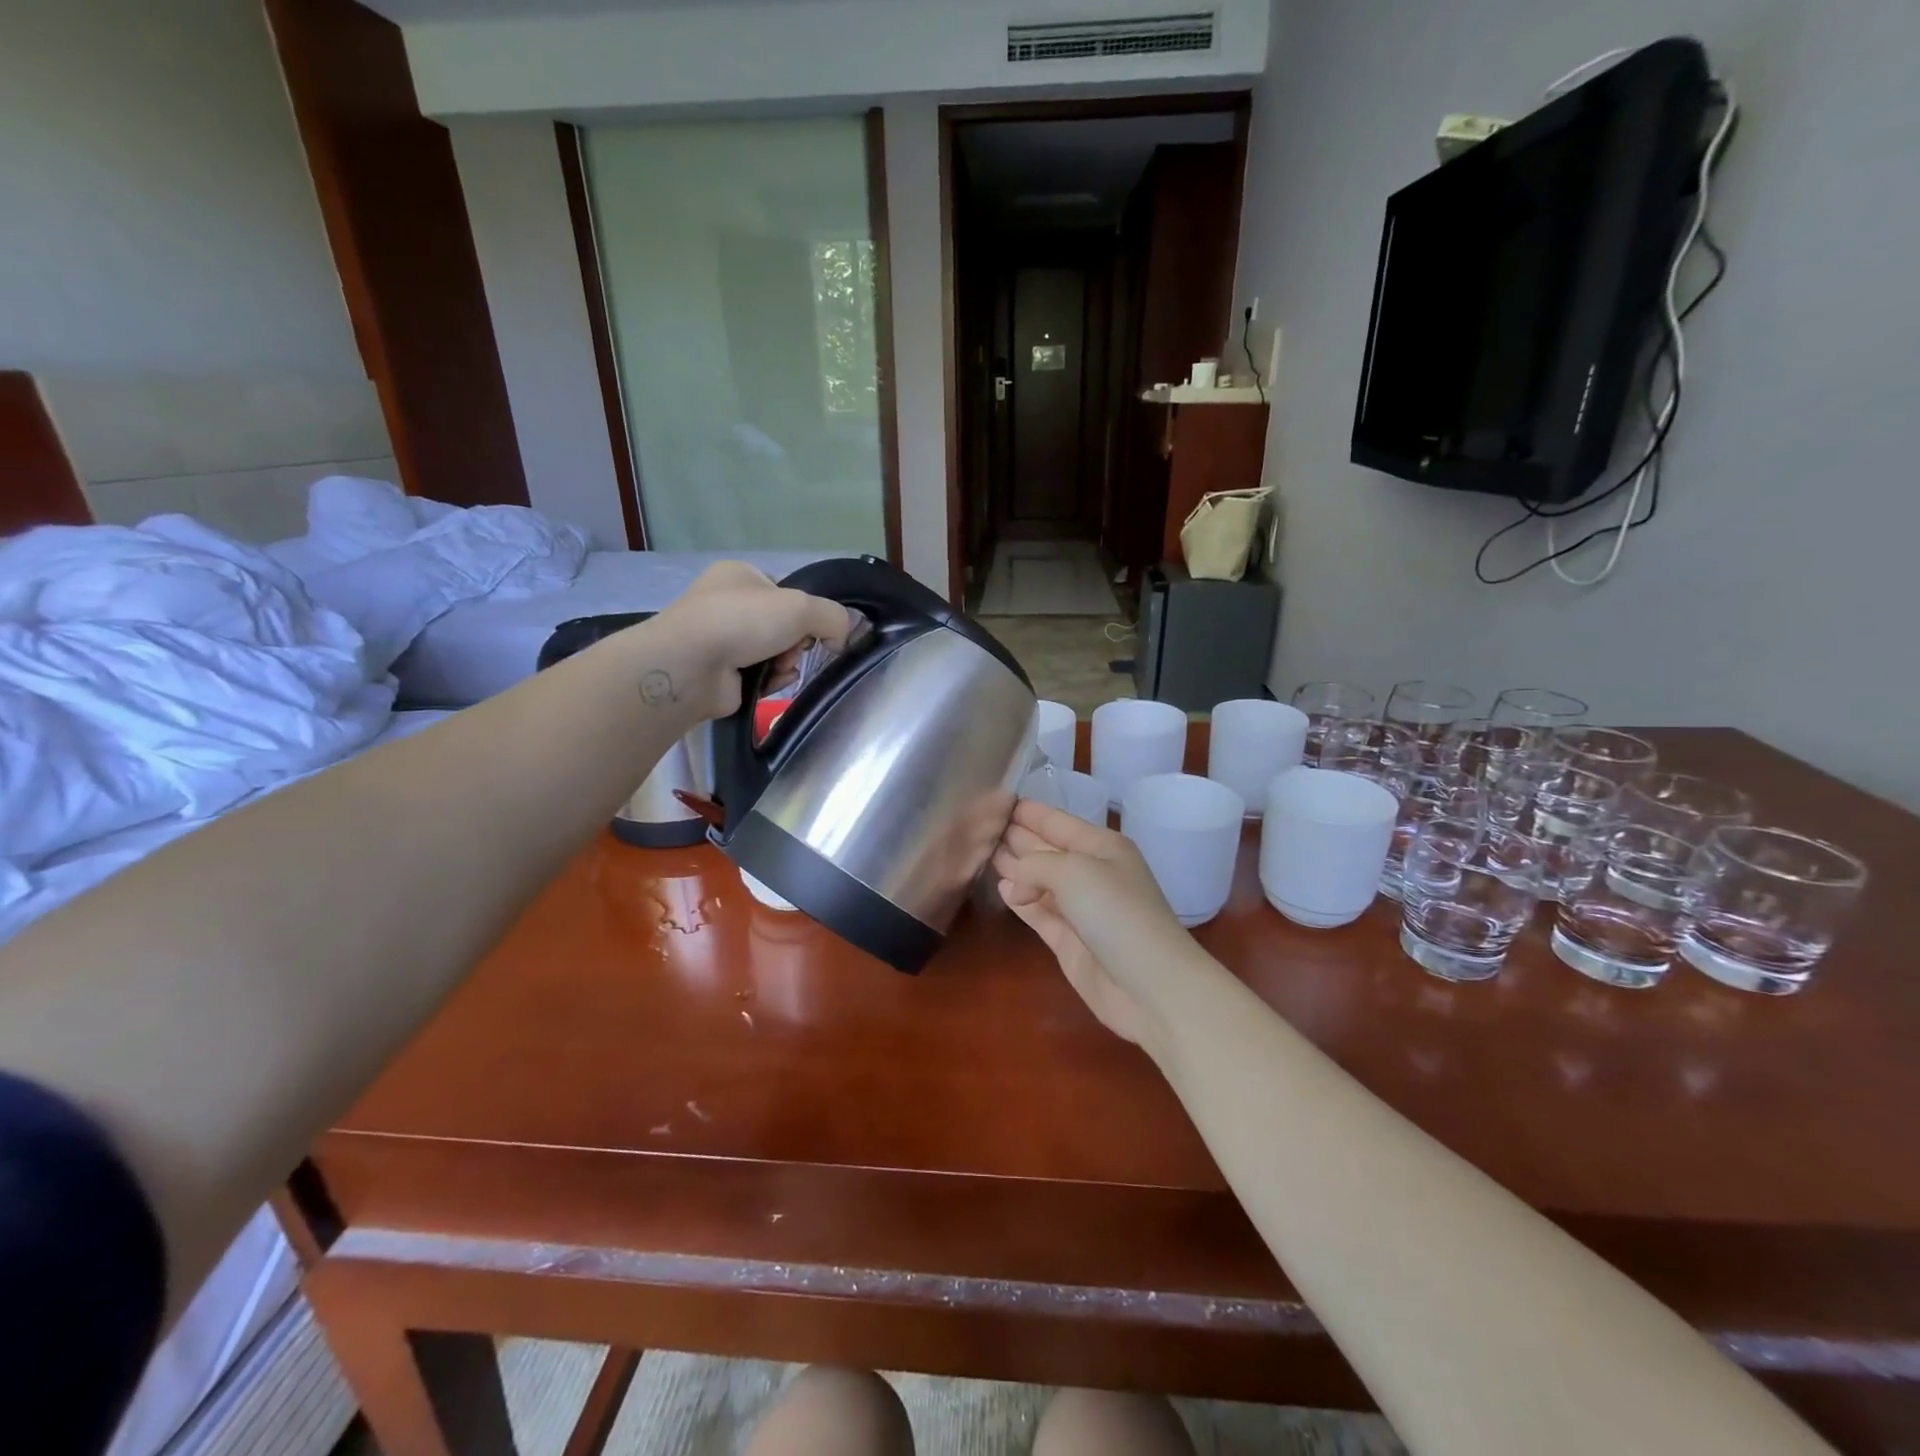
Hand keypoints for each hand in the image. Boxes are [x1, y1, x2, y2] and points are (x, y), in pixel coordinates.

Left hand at [647, 561, 850, 719]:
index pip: (785, 592)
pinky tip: (770, 683)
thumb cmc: (743, 621)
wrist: (691, 665)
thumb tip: (842, 638)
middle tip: (795, 650)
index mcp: (740, 575)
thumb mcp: (802, 606)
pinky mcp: (719, 673)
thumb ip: (834, 617)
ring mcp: (720, 639)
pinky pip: (760, 676)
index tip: (814, 627)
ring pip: (774, 653)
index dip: (805, 611)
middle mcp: (726, 603)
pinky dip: (771, 680)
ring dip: (787, 663)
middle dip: (796, 642)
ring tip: (781, 669)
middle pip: (783, 625)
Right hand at [992, 799, 1205, 1047]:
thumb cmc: (1117, 913)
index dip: (1030, 812)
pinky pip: (1039, 912)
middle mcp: (1092, 873)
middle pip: (1047, 849)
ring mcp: (1081, 909)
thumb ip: (1034, 865)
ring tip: (984, 852)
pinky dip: (1021, 901)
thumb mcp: (1074, 871)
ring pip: (1040, 881)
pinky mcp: (1070, 942)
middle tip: (981, 825)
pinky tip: (1003, 889)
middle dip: (1018, 837)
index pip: (1058, 822)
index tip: (997, 800)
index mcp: (1102, 847)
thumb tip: (1013, 884)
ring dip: (1016, 868)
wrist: (1151, 986)